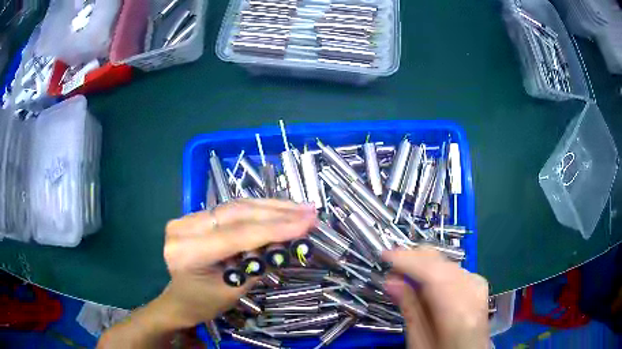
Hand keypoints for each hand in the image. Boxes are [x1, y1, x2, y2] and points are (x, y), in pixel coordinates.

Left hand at [160, 199, 316, 328]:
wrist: (180, 299)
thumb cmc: (205, 303)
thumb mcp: (235, 289)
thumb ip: (258, 263)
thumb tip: (289, 241)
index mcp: (187, 253)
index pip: (237, 235)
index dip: (275, 228)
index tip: (308, 223)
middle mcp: (182, 228)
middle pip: (237, 214)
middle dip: (277, 213)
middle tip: (309, 212)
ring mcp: (186, 218)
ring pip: (236, 207)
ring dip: (271, 207)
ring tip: (301, 208)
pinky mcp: (194, 216)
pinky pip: (230, 210)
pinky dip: (257, 210)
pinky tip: (279, 209)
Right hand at [383, 247, 488, 348]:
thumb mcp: (419, 342)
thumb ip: (409, 310)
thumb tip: (391, 280)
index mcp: (459, 314)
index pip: (434, 275)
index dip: (409, 261)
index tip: (385, 256)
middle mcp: (474, 293)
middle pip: (443, 264)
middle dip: (414, 258)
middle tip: (389, 264)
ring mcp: (479, 286)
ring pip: (448, 262)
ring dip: (423, 262)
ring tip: (402, 271)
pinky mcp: (478, 285)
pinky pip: (453, 268)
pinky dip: (435, 268)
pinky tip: (423, 276)